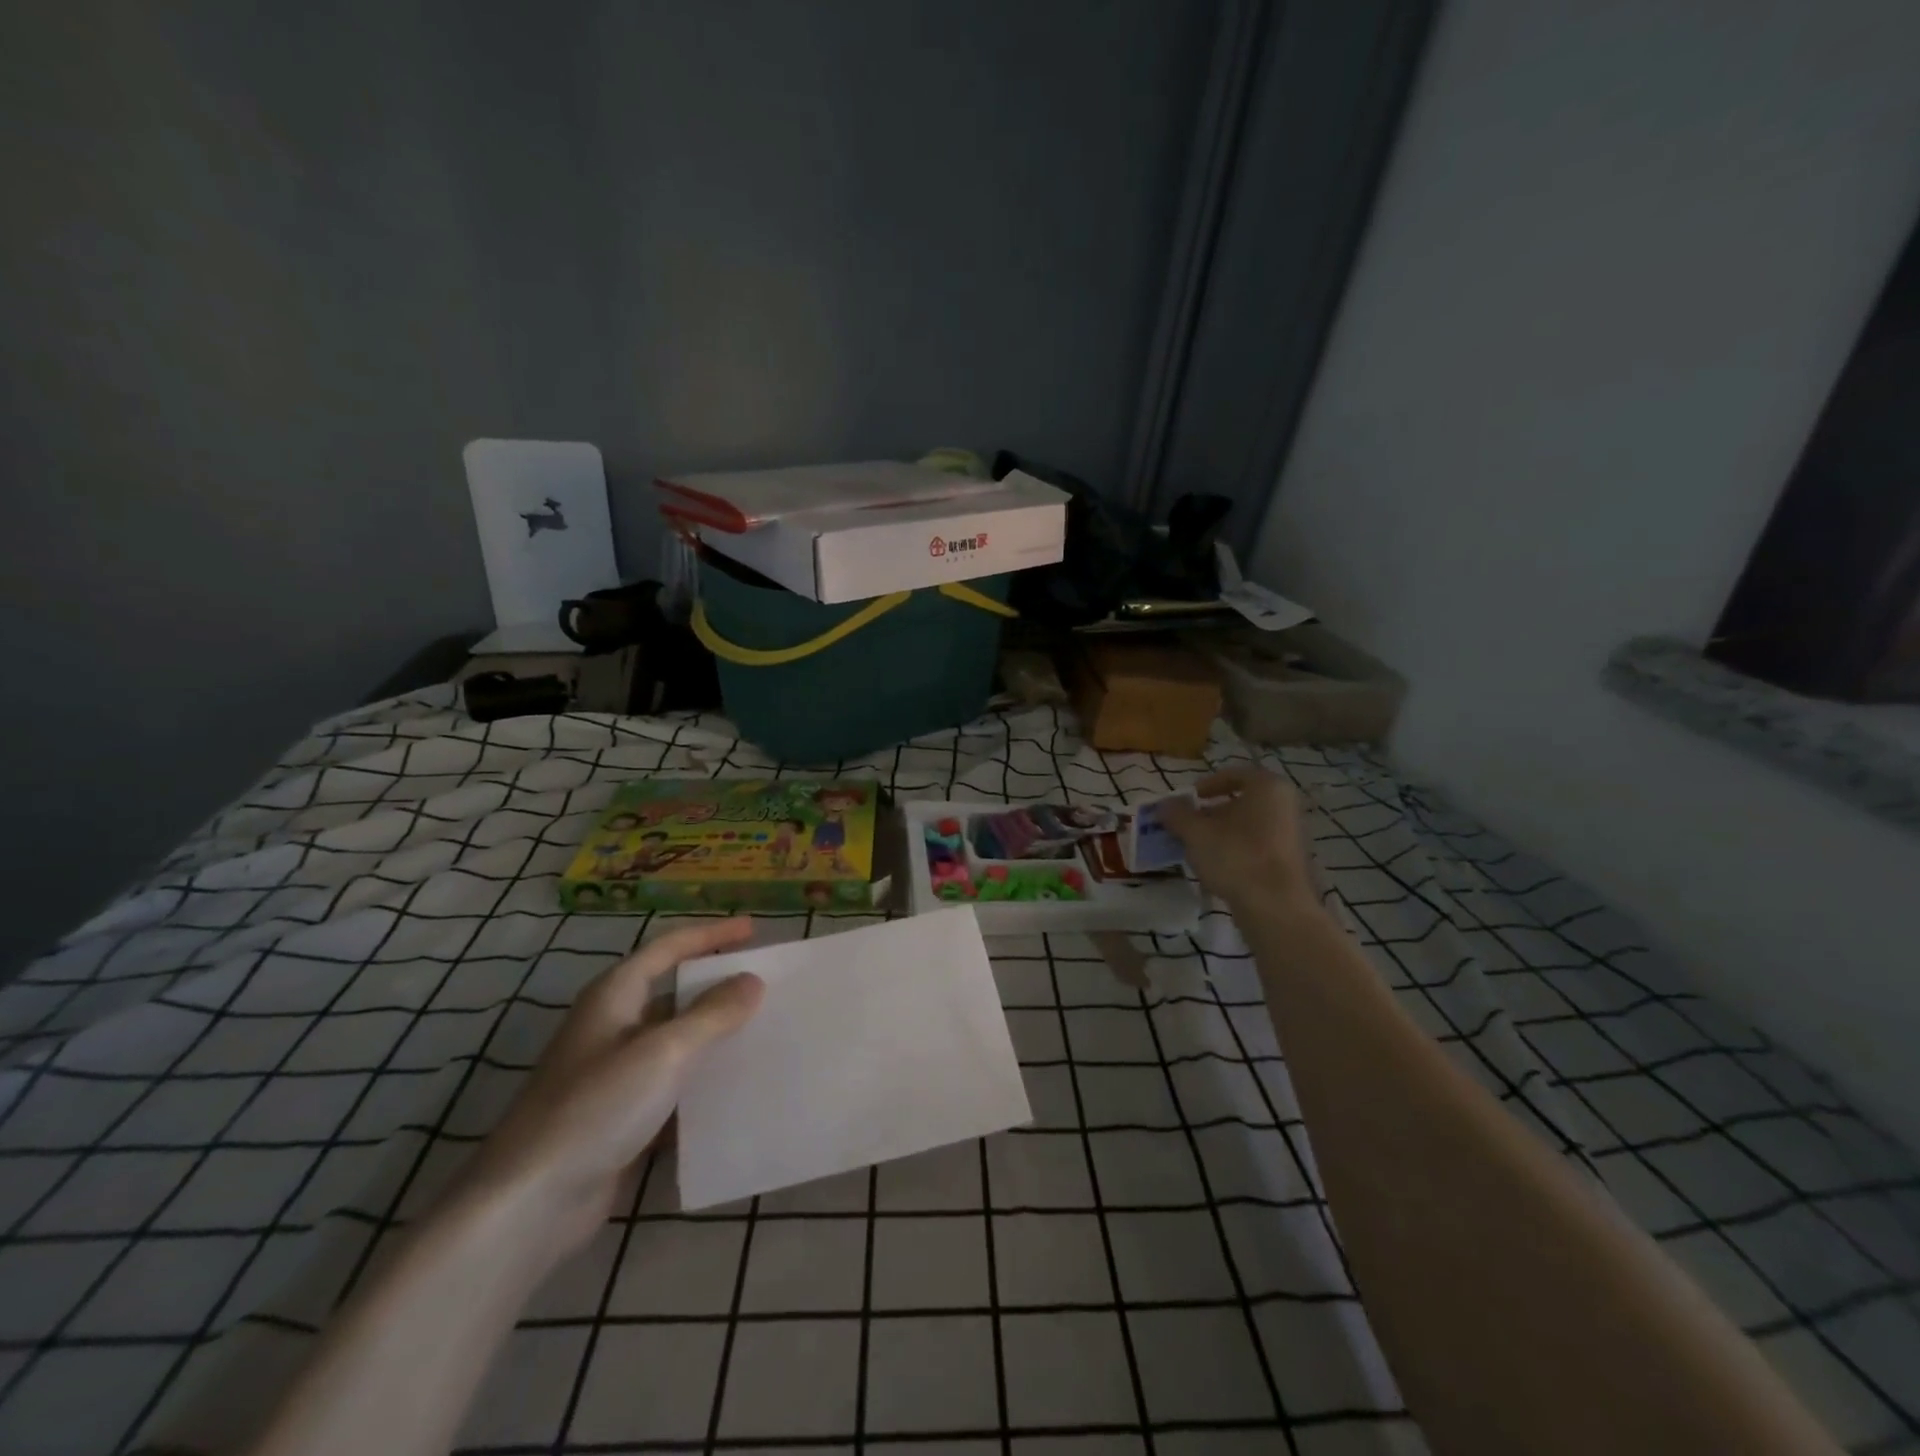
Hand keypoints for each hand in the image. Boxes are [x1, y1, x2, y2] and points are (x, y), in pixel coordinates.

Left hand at [457, 917, 763, 1256]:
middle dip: (717, 986)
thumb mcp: (665, 1052)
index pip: (668, 948)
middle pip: (673, 993)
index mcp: (615, 997)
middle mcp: (613, 1027)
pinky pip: (672, 1086)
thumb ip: (713, 1014)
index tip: (753, 930)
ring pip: (676, 1042)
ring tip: (764, 1032)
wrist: (531, 1204)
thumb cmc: (597, 1108)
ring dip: (714, 1036)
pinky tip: (737, 1090)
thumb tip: (752, 981)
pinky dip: (702, 1083)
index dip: (710, 934)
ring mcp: (615, 1075)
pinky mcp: (621, 1117)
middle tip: (766, 985)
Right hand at [1160, 767, 1319, 917]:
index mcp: (1268, 788)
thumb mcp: (1195, 832)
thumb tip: (1164, 806)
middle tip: (1186, 827)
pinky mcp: (1288, 863)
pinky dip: (1234, 852)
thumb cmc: (1235, 856)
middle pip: (1240, 802)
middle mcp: (1285, 806)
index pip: (1233, 775)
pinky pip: (1255, 847)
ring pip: (1247, 826)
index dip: (1206, 785)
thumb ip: (1177, 814)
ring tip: (1195, 850)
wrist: (1276, 908)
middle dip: (1210, 813)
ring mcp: (1291, 835)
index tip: (1187, 800)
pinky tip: (1216, 869)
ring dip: (1219, 834)